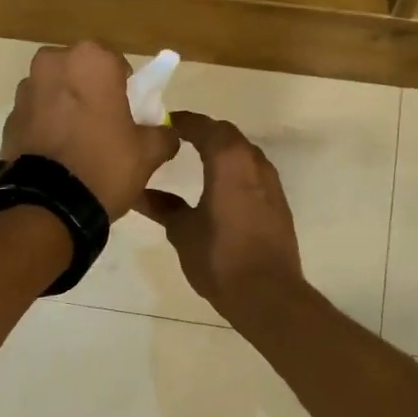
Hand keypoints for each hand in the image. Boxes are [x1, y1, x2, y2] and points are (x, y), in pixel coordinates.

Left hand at [1, 42, 178, 218]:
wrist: (48, 205)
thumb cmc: (104, 165)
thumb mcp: (148, 153)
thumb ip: (163, 135)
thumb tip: (167, 133)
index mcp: (91, 60)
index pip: (118, 66)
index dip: (127, 91)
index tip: (130, 117)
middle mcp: (53, 63)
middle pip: (82, 75)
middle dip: (92, 95)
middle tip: (106, 130)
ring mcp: (25, 90)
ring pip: (56, 93)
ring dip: (67, 109)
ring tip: (79, 147)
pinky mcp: (9, 118)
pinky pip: (37, 117)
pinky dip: (47, 128)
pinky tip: (58, 158)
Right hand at [134, 112, 303, 319]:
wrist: (268, 294)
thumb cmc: (219, 258)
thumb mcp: (183, 232)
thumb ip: (163, 208)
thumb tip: (139, 194)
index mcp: (229, 163)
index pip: (205, 128)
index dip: (184, 122)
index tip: (165, 124)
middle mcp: (254, 165)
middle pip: (228, 136)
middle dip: (204, 133)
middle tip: (179, 139)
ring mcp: (271, 184)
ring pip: (245, 154)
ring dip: (223, 151)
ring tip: (198, 161)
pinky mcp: (278, 205)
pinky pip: (254, 174)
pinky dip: (236, 172)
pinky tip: (220, 189)